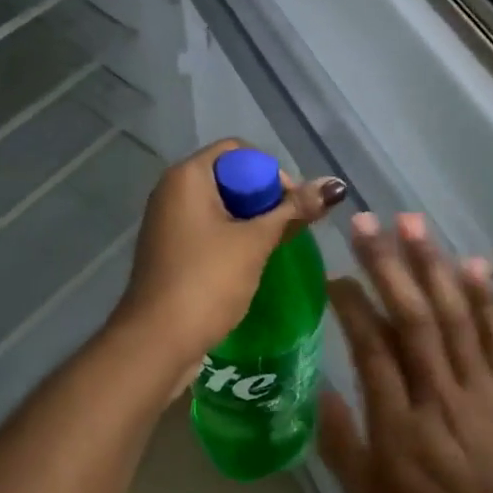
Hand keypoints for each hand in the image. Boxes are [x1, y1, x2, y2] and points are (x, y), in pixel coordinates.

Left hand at [113, 140, 344, 386]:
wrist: (156, 341)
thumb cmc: (207, 281)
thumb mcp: (256, 242)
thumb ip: (294, 210)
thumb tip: (335, 185)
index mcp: (187, 176)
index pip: (237, 150)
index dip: (270, 170)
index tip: (291, 203)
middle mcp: (172, 190)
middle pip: (230, 176)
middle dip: (264, 197)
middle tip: (289, 226)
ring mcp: (168, 221)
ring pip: (221, 205)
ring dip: (251, 220)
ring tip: (275, 245)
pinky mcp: (171, 249)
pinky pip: (208, 228)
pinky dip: (233, 237)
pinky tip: (251, 261)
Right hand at [318, 214, 492, 492]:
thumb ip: (340, 443)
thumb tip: (318, 389)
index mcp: (399, 423)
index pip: (371, 348)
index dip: (351, 305)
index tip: (333, 274)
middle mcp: (439, 393)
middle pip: (410, 318)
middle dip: (386, 264)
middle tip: (365, 221)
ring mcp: (481, 385)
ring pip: (453, 314)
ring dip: (431, 264)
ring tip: (411, 222)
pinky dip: (486, 296)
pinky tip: (472, 261)